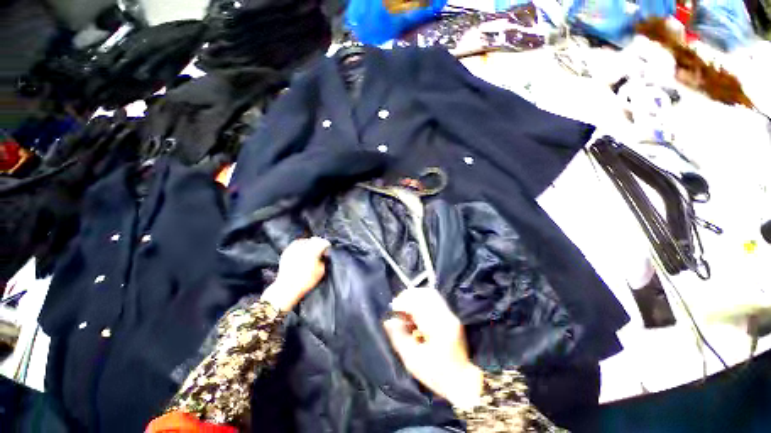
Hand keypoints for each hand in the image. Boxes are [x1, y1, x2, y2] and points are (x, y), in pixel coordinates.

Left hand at [260, 237, 330, 311]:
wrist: (287, 287)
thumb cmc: (306, 281)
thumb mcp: (321, 271)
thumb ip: (324, 260)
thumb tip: (324, 255)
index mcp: (314, 250)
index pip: (324, 242)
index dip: (327, 247)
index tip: (327, 252)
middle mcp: (304, 246)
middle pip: (315, 240)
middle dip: (319, 244)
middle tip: (321, 251)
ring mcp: (294, 248)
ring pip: (305, 240)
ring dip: (310, 243)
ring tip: (311, 251)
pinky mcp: (287, 251)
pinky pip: (296, 244)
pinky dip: (301, 245)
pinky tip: (302, 252)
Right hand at [384, 287, 482, 408]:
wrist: (463, 381)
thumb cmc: (436, 374)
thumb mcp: (412, 361)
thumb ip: (399, 337)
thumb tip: (389, 320)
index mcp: (437, 328)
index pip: (418, 303)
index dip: (403, 302)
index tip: (393, 309)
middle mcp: (446, 316)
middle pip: (426, 294)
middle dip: (408, 296)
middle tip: (398, 307)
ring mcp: (451, 314)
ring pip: (431, 294)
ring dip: (416, 297)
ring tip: (406, 308)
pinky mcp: (451, 316)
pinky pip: (434, 300)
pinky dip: (422, 301)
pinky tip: (416, 312)